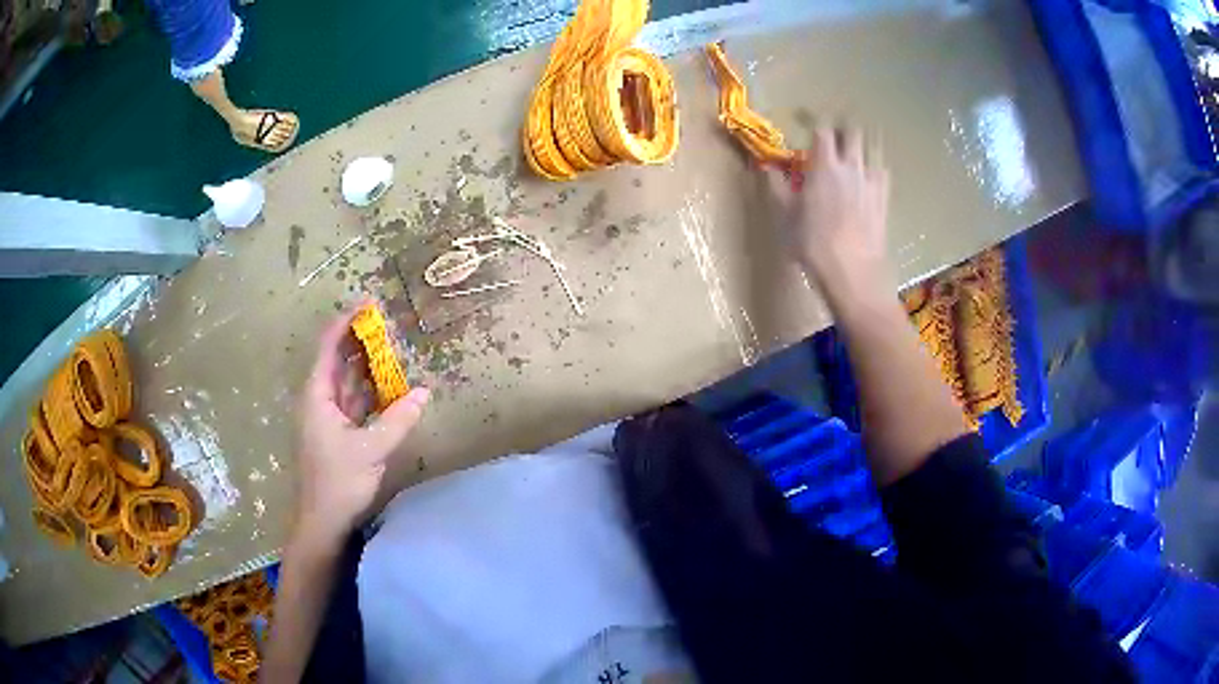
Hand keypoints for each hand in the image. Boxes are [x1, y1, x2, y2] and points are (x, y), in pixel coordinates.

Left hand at [293, 302, 428, 544]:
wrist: (323, 520)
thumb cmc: (338, 481)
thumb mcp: (371, 450)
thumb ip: (397, 420)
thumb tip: (423, 393)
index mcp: (317, 396)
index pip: (329, 347)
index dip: (346, 322)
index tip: (368, 304)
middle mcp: (319, 400)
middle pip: (337, 360)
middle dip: (358, 339)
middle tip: (385, 322)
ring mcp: (327, 416)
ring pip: (347, 381)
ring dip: (366, 364)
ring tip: (389, 345)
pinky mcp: (337, 432)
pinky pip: (354, 401)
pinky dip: (370, 391)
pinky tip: (387, 385)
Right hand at [766, 126, 890, 289]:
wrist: (854, 273)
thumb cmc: (813, 245)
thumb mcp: (785, 217)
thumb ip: (776, 187)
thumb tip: (765, 167)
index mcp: (824, 166)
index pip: (823, 129)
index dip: (816, 121)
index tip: (809, 120)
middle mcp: (851, 167)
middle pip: (853, 131)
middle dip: (843, 126)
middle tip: (835, 130)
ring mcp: (872, 182)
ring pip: (873, 148)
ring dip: (863, 142)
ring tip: (856, 146)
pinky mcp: (884, 199)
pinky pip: (883, 171)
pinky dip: (875, 165)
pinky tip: (871, 173)